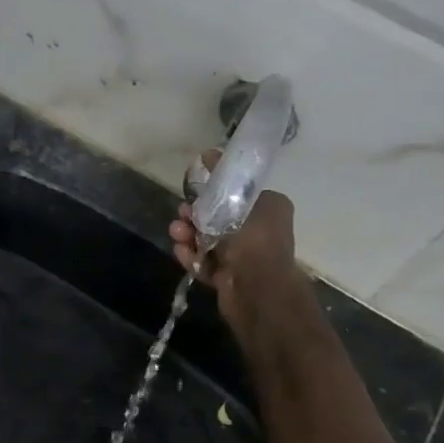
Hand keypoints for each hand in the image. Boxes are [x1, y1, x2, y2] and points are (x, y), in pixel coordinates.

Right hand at [171, 151, 300, 332]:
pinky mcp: (226, 279)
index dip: (214, 190)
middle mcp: (256, 234)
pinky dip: (191, 256)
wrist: (257, 288)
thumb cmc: (256, 238)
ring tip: (176, 232)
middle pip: (217, 219)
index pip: (236, 196)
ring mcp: (240, 259)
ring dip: (189, 235)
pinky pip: (204, 263)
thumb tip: (211, 154)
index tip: (195, 185)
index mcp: (267, 212)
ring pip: (207, 241)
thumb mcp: (246, 198)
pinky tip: (180, 250)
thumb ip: (226, 179)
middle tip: (182, 212)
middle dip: (195, 214)